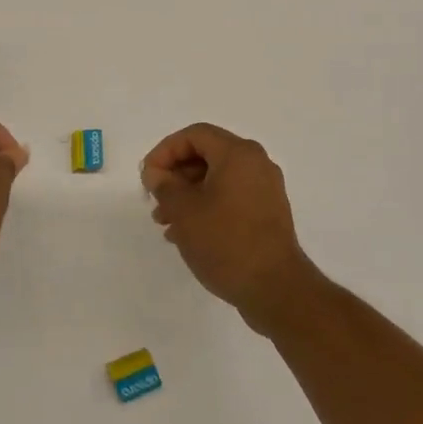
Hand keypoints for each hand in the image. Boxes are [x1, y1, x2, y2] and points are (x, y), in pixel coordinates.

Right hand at [141, 123, 320, 330]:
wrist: (275, 288)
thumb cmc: (225, 241)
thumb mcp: (184, 211)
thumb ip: (164, 185)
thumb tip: (156, 173)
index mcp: (238, 154)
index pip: (194, 135)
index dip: (165, 151)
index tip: (148, 177)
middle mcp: (256, 164)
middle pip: (206, 155)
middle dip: (175, 175)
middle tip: (155, 200)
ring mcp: (265, 189)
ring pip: (217, 179)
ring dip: (187, 194)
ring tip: (165, 222)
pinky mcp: (267, 213)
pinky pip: (230, 197)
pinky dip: (206, 206)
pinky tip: (187, 233)